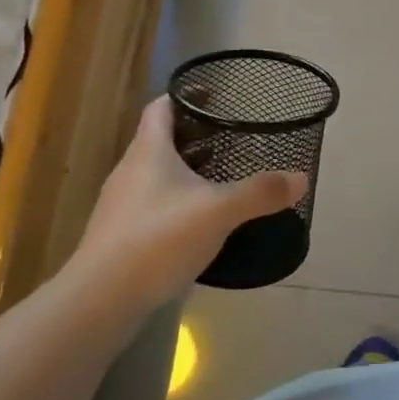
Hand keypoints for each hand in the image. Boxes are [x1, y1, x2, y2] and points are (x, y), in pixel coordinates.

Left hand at [69, 96, 306, 312]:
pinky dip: (173, 204)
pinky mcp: (117, 238)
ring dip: (183, 172)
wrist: (98, 303)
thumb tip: (301, 177)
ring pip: (154, 175)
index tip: (214, 97)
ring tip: (218, 179)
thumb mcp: (218, 212)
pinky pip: (149, 207)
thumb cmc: (157, 239)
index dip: (185, 96)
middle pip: (159, 140)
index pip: (162, 107)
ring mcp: (119, 206)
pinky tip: (195, 223)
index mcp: (149, 150)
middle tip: (228, 140)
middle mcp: (129, 170)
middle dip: (193, 137)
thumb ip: (260, 192)